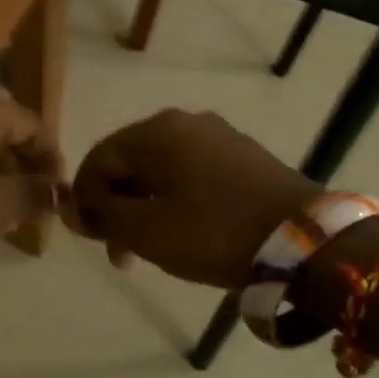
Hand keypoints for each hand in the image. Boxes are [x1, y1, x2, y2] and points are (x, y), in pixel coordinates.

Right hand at [65, 110, 316, 287]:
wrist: (308, 242)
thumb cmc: (215, 232)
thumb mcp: (147, 231)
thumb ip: (102, 215)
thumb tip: (70, 205)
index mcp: (157, 132)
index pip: (99, 158)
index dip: (84, 198)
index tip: (89, 238)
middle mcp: (185, 123)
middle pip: (130, 163)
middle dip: (116, 208)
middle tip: (120, 255)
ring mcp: (218, 137)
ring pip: (161, 171)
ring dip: (144, 209)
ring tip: (149, 251)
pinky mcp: (243, 157)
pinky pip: (191, 174)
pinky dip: (175, 202)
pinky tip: (183, 233)